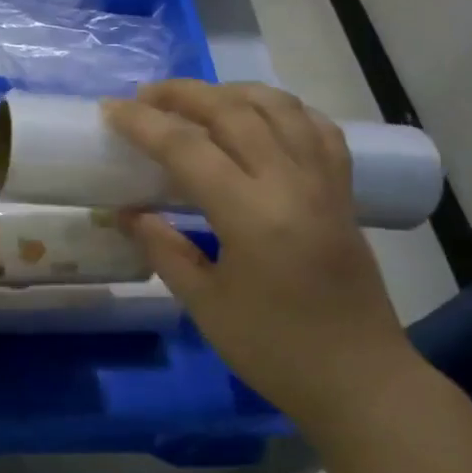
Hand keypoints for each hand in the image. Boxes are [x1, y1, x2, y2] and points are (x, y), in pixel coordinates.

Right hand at [105, 80, 416, 433]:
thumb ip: (163, 249)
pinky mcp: (343, 191)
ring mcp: (324, 182)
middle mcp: (291, 184)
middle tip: (145, 97)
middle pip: (233, 110)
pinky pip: (315, 127)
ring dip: (231, 92)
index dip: (144, 124)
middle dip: (183, 94)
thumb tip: (128, 212)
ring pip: (279, 107)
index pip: (188, 148)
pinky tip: (259, 118)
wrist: (361, 380)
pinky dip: (281, 109)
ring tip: (197, 100)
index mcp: (252, 215)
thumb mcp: (205, 305)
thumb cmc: (275, 350)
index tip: (110, 110)